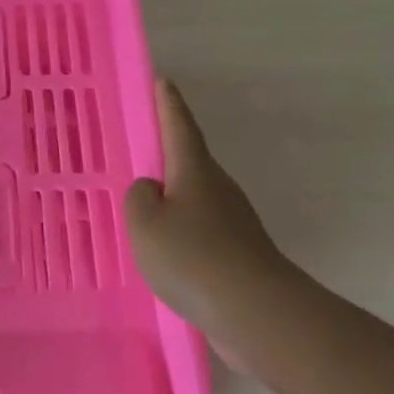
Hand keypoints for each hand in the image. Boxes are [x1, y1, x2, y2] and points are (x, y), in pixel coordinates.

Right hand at [125, 79, 288, 346]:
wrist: (255, 312)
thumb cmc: (192, 257)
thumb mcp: (145, 223)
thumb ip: (139, 198)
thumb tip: (152, 192)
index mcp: (195, 171)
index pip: (179, 127)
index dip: (168, 105)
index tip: (163, 82)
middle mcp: (218, 189)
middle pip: (189, 163)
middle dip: (166, 156)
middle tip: (141, 152)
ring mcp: (232, 222)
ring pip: (193, 201)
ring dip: (172, 200)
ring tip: (142, 211)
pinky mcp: (237, 254)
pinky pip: (199, 232)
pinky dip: (180, 234)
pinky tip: (164, 254)